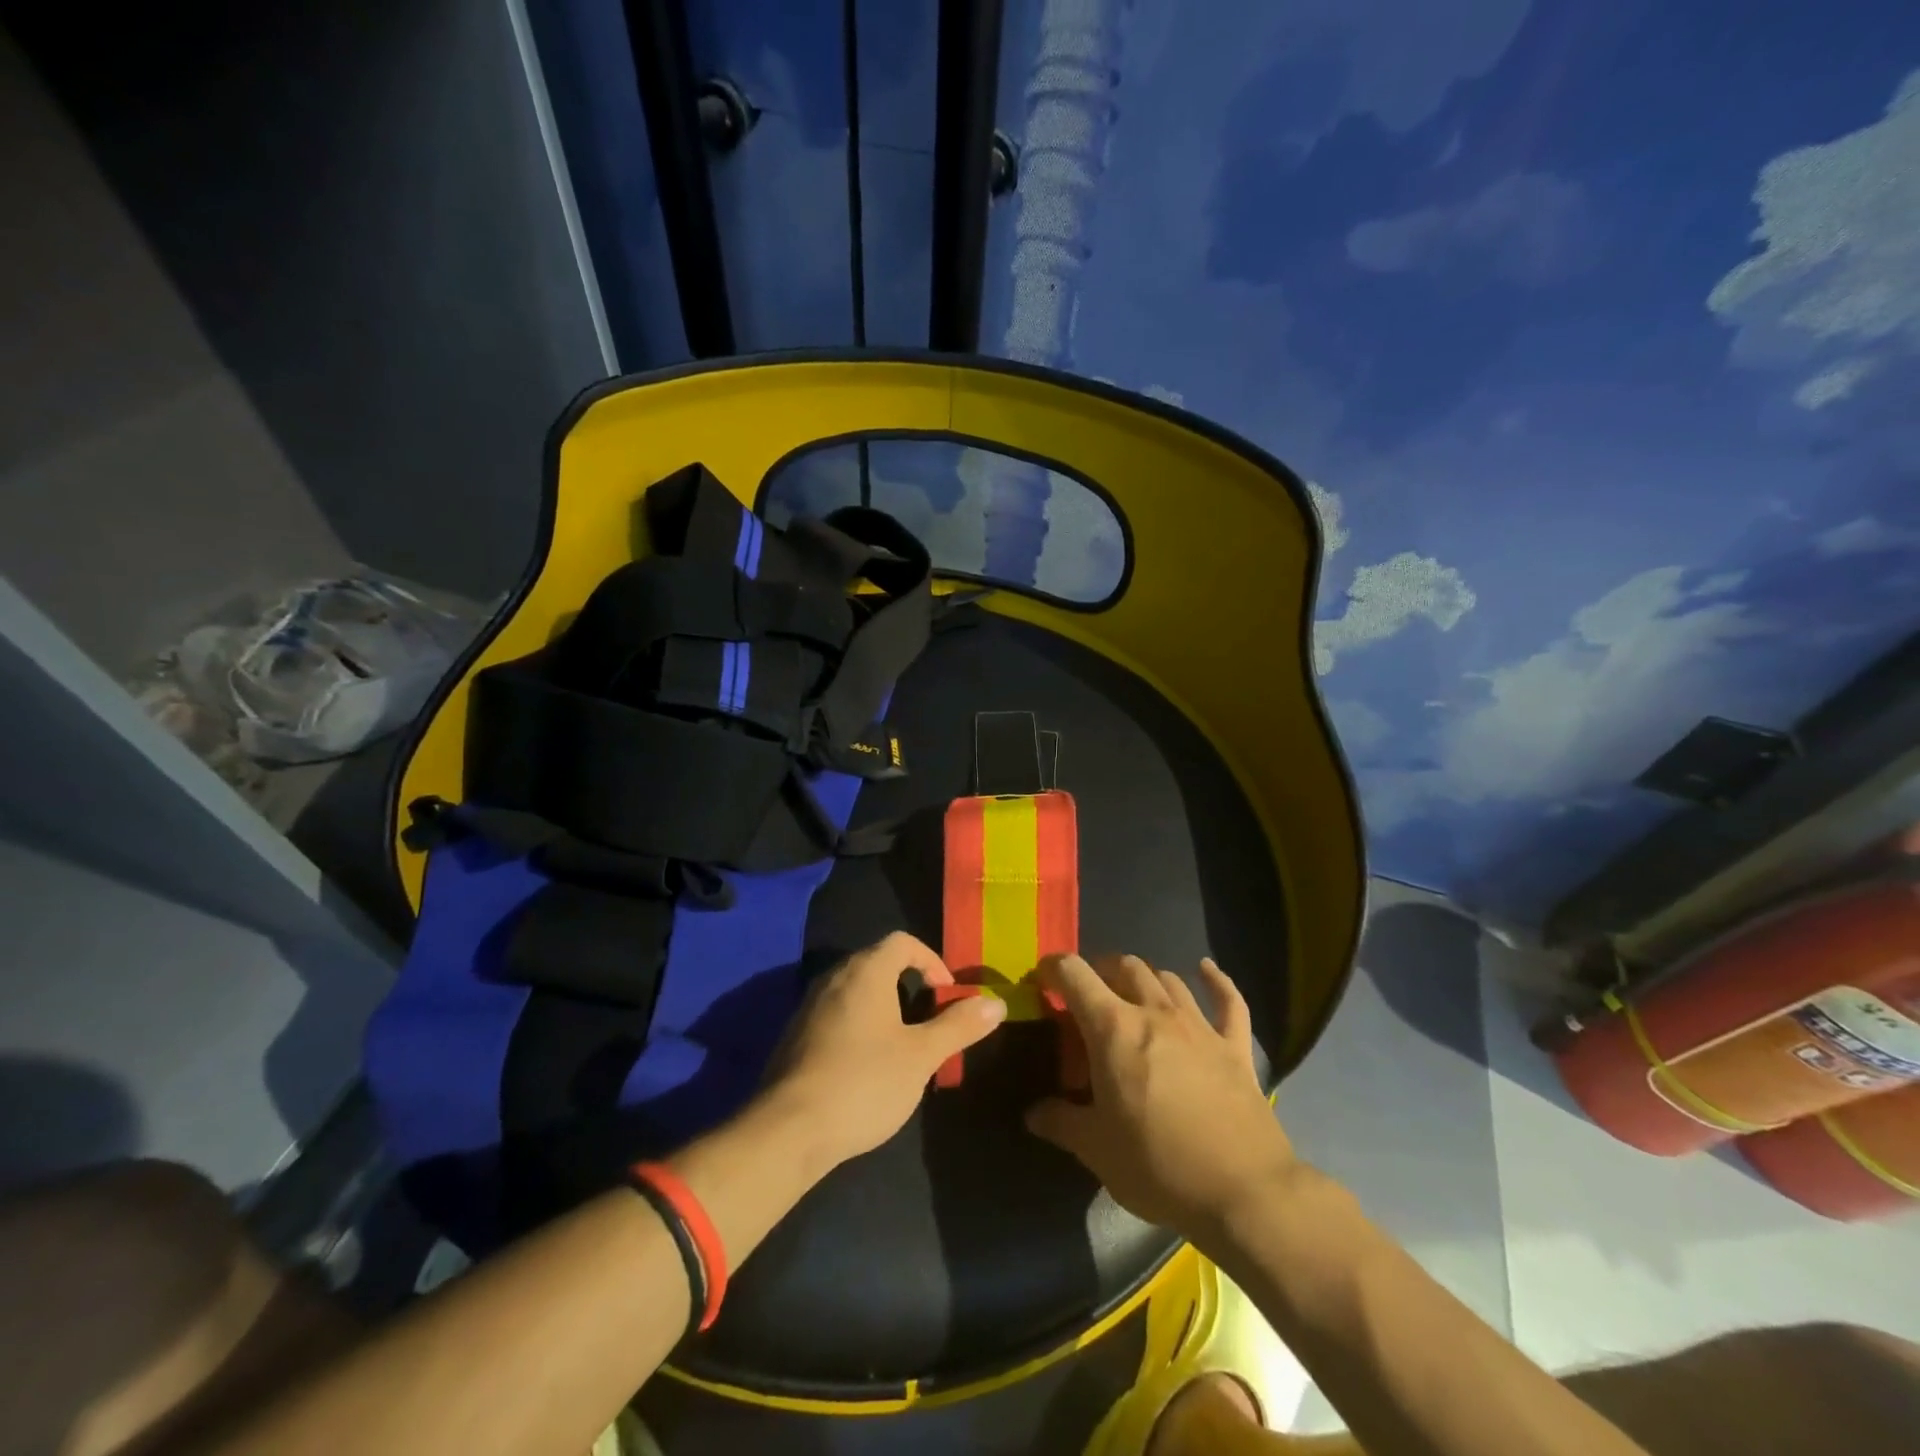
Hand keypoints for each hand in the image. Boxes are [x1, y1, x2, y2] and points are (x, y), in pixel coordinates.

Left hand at [764, 932, 1005, 1170]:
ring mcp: (809, 1006)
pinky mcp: (795, 1035)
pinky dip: (859, 1024)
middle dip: (910, 983)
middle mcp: (834, 978)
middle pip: (878, 962)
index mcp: (866, 971)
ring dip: (884, 1006)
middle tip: (930, 1019)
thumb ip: (959, 1026)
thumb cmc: (864, 1082)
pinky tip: (867, 1066)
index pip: (902, 942)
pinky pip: (836, 1014)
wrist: (788, 1131)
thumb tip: (996, 1003)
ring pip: (856, 990)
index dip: (931, 961)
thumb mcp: (921, 1056)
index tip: (946, 995)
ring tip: (903, 1044)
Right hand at [1026, 954, 1296, 1240]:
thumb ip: (1060, 1122)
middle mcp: (1155, 1012)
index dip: (1053, 968)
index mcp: (1113, 1029)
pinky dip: (1216, 981)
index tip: (1043, 979)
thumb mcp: (1095, 1149)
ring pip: (1167, 978)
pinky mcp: (1235, 1047)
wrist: (1243, 1193)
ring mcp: (1200, 1026)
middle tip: (1089, 997)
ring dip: (1145, 978)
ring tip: (1134, 995)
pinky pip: (1229, 1001)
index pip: (1074, 974)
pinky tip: (1207, 970)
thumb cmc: (1158, 1166)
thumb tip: (1033, 1113)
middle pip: (1124, 966)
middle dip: (1100, 971)